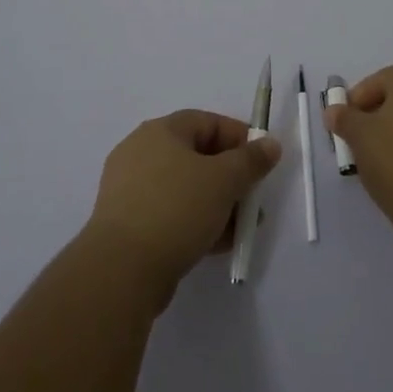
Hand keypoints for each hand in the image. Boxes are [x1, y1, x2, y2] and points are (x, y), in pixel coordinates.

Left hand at [85, 110, 281, 307]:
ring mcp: (132, 189)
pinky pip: (171, 213)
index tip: (262, 161)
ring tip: (241, 228)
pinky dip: (196, 221)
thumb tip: (270, 144)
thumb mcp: (224, 180)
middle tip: (253, 199)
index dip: (239, 137)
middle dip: (231, 177)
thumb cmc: (176, 209)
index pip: (207, 122)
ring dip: (217, 203)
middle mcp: (141, 152)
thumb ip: (251, 160)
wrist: (122, 269)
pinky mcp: (129, 222)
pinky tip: (217, 244)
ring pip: (186, 188)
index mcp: (160, 131)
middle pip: (197, 156)